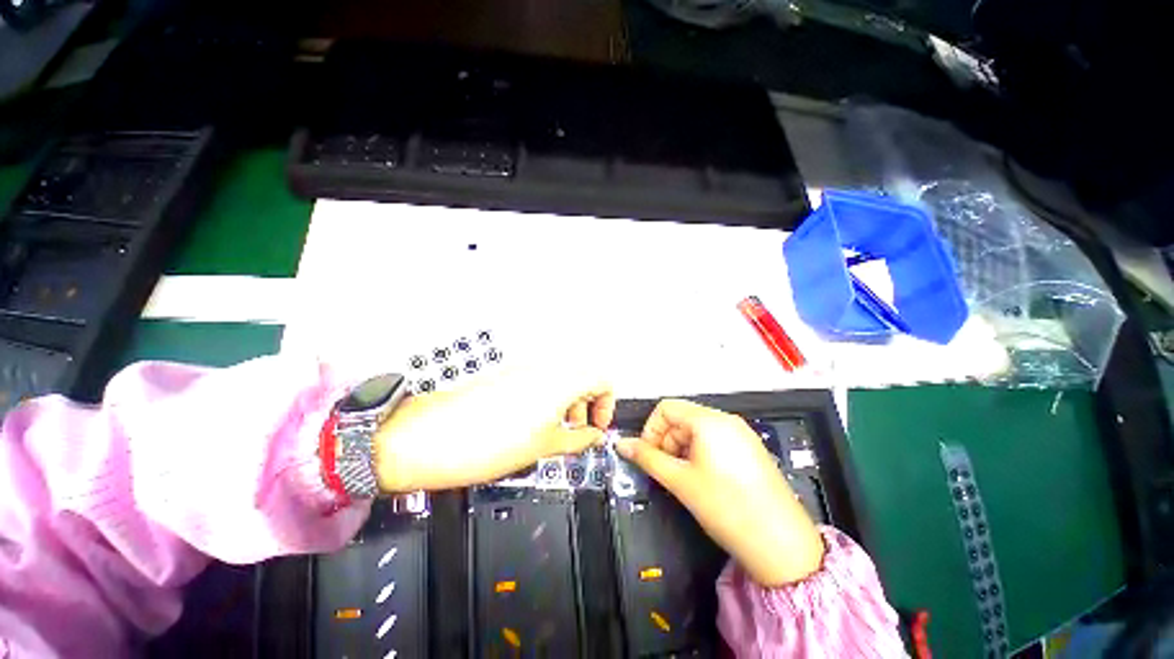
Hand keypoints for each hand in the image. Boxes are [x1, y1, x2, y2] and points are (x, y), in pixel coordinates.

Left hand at [373, 366, 613, 491]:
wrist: (428, 437)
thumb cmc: (485, 443)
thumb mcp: (543, 446)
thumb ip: (578, 439)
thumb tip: (594, 436)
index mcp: (560, 380)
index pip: (603, 379)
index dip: (607, 403)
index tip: (597, 425)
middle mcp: (545, 367)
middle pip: (583, 377)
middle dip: (587, 404)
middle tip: (578, 431)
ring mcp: (524, 368)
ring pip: (562, 379)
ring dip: (567, 402)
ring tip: (555, 431)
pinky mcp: (508, 374)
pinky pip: (540, 381)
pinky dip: (547, 399)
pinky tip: (533, 423)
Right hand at [616, 399, 824, 586]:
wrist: (781, 544)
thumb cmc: (728, 508)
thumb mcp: (680, 481)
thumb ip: (647, 458)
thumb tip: (622, 444)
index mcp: (709, 421)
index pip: (666, 408)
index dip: (651, 429)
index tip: (648, 454)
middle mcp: (726, 420)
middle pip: (682, 417)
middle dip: (666, 440)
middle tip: (665, 470)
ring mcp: (740, 433)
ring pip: (697, 429)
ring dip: (681, 448)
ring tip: (685, 477)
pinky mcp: (749, 448)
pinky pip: (714, 439)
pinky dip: (699, 452)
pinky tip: (702, 478)